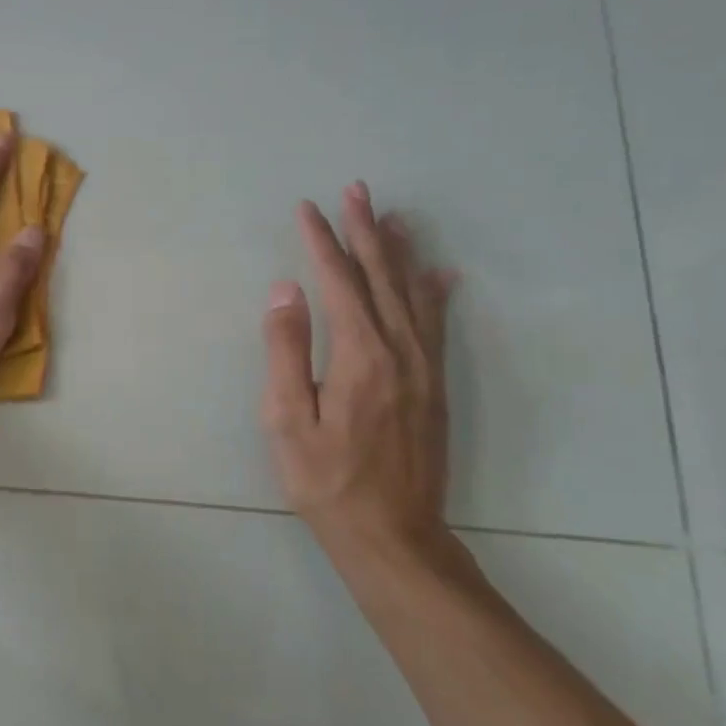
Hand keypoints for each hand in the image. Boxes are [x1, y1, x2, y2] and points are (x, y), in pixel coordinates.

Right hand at [261, 181, 457, 562]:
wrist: (392, 534)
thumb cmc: (326, 481)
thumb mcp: (286, 421)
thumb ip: (285, 351)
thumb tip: (285, 291)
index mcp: (358, 355)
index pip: (338, 281)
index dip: (322, 242)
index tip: (308, 209)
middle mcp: (399, 350)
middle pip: (381, 276)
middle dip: (366, 230)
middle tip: (357, 190)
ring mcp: (423, 367)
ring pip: (412, 293)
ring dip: (399, 251)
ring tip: (392, 216)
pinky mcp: (435, 386)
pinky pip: (437, 325)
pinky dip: (435, 292)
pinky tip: (439, 273)